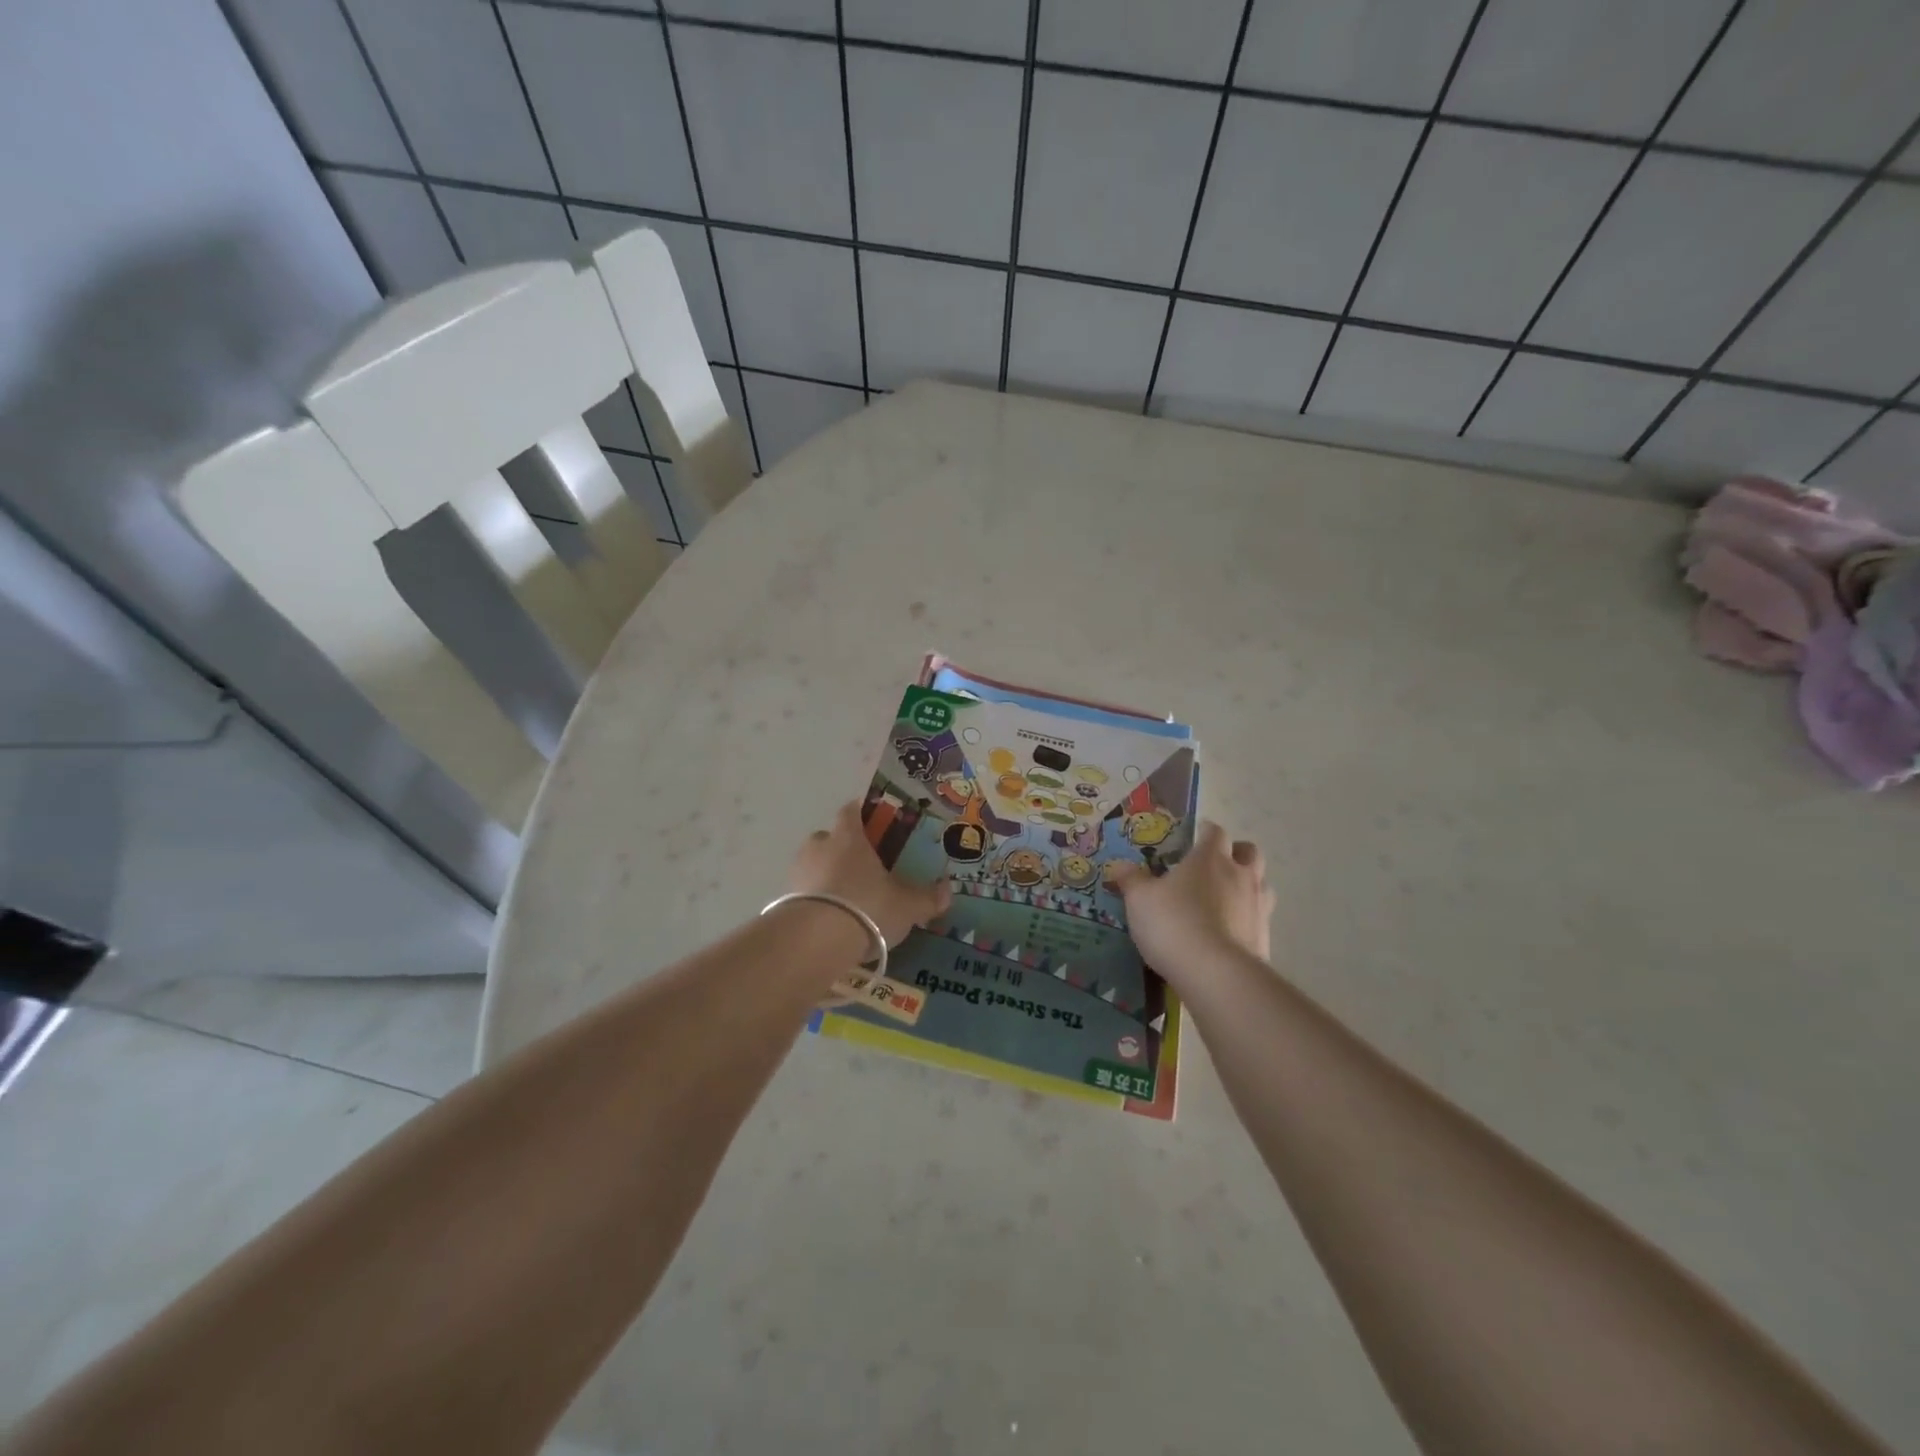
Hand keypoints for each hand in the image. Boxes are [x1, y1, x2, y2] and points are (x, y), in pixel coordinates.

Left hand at [789, 802, 951, 946]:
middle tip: (863, 870)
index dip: (861, 814)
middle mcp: (819, 846)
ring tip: (847, 900)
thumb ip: (927, 898)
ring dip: (826, 876)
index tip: (872, 823)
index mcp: (848, 836)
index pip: (851, 811)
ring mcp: (797, 872)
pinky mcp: (784, 899)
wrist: (814, 941)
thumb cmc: (866, 906)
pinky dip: (816, 901)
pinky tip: (830, 921)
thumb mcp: (907, 906)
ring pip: (814, 865)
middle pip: (829, 838)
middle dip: (843, 850)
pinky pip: (803, 893)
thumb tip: (947, 890)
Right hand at [1108, 821, 1272, 977]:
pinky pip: (1260, 918)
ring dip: (1248, 886)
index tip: (1196, 837)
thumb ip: (1131, 880)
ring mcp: (1258, 907)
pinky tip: (1229, 933)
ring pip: (1262, 884)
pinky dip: (1248, 920)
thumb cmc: (1173, 923)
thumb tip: (1119, 866)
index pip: (1215, 832)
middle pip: (1250, 852)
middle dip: (1236, 854)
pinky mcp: (1265, 938)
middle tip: (1216, 865)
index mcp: (1210, 858)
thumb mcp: (1139, 900)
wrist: (1215, 974)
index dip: (1206, 832)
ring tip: (1227, 900)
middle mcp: (1240, 875)